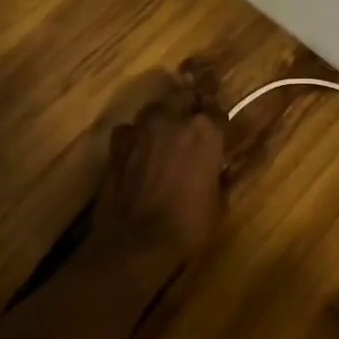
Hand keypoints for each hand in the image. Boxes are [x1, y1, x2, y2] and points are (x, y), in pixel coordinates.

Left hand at [93, 66, 227, 255]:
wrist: (136, 243)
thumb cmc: (188, 225)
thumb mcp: (219, 202)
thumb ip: (220, 174)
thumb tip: (221, 167)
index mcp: (205, 131)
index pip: (217, 110)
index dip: (218, 120)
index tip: (219, 131)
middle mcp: (173, 119)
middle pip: (183, 95)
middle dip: (190, 104)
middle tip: (193, 121)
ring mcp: (141, 129)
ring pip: (155, 108)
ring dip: (162, 117)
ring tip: (165, 135)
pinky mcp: (117, 144)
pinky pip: (129, 130)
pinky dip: (135, 137)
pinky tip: (138, 152)